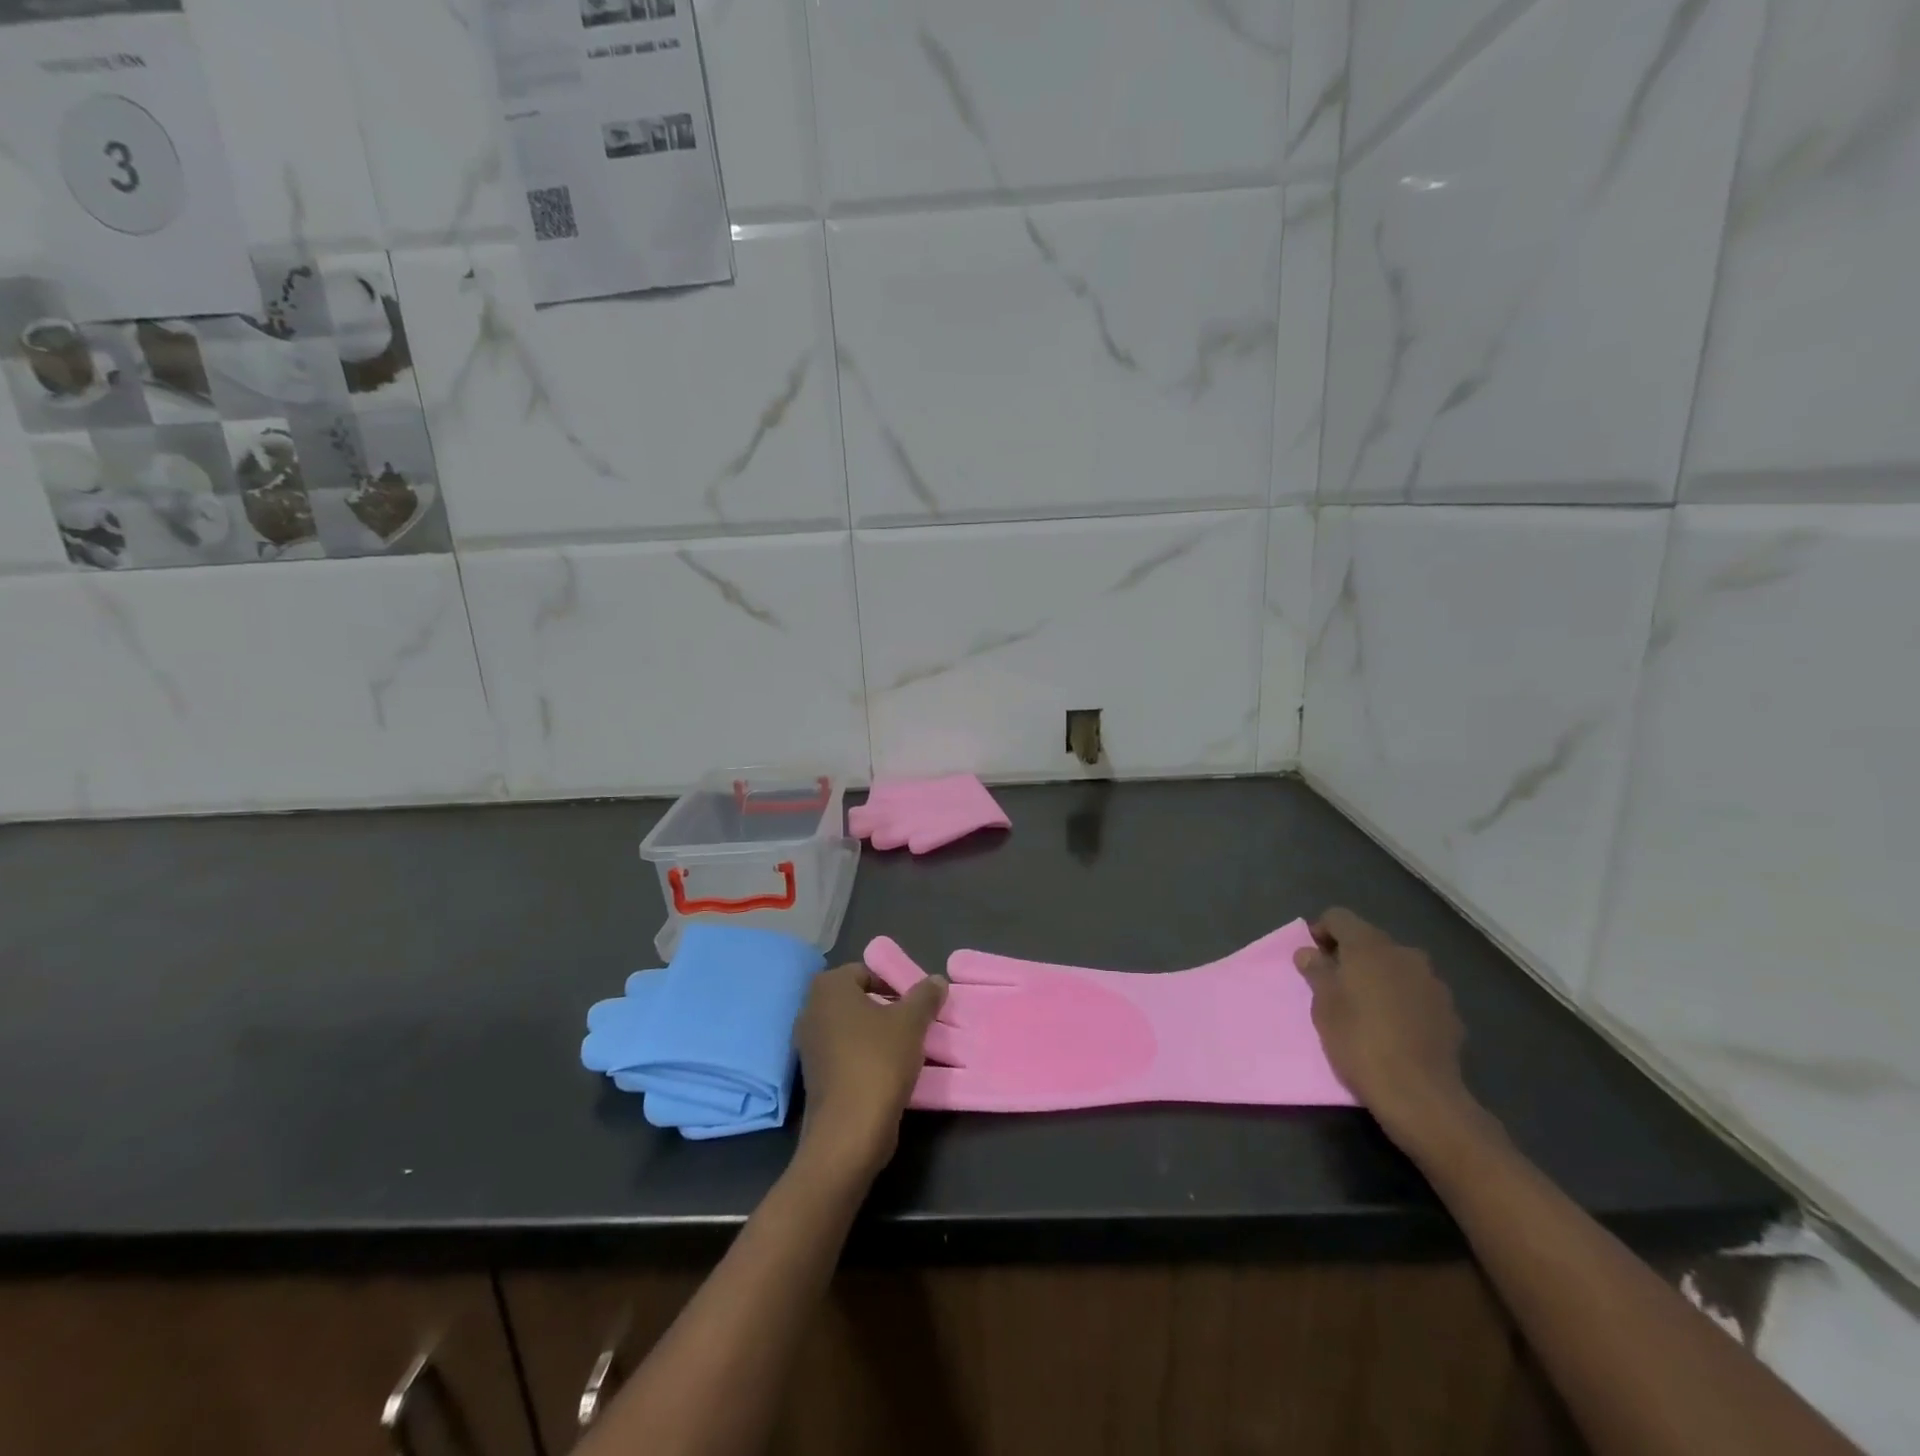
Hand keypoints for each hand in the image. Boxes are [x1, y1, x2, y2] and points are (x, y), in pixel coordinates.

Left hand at [794, 962, 945, 1181]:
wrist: (849, 1131)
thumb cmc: (878, 1062)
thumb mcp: (911, 1022)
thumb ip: (925, 996)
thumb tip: (937, 980)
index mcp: (829, 987)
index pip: (866, 972)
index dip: (893, 983)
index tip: (916, 1003)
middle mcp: (811, 1009)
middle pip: (857, 999)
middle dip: (885, 1008)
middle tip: (914, 1022)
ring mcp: (808, 1044)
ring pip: (851, 1027)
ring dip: (876, 1033)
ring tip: (906, 1047)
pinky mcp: (813, 1075)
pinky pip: (844, 1053)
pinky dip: (864, 1056)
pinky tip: (888, 1069)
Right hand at [1293, 909, 1479, 1154]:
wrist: (1420, 1094)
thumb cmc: (1359, 1041)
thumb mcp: (1323, 1005)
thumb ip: (1316, 971)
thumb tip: (1309, 953)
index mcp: (1369, 946)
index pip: (1339, 917)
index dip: (1320, 931)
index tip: (1311, 957)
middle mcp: (1404, 953)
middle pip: (1369, 941)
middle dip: (1350, 956)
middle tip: (1334, 984)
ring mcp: (1431, 981)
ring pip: (1395, 966)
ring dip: (1377, 976)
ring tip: (1364, 1006)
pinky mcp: (1449, 1010)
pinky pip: (1415, 992)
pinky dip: (1400, 998)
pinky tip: (1393, 1027)